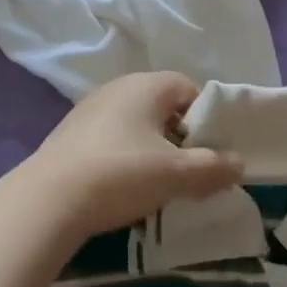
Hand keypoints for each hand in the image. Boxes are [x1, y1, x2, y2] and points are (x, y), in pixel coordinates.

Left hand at [19, 73, 244, 244]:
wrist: (48, 200)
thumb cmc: (121, 174)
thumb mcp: (176, 174)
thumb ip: (213, 167)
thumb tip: (239, 163)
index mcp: (146, 85)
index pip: (189, 88)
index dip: (205, 118)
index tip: (209, 152)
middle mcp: (118, 87)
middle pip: (162, 106)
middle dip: (179, 137)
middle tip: (187, 172)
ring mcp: (90, 108)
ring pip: (136, 124)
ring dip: (151, 149)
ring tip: (156, 185)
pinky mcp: (70, 134)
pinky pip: (111, 138)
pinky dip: (124, 157)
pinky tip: (121, 187)